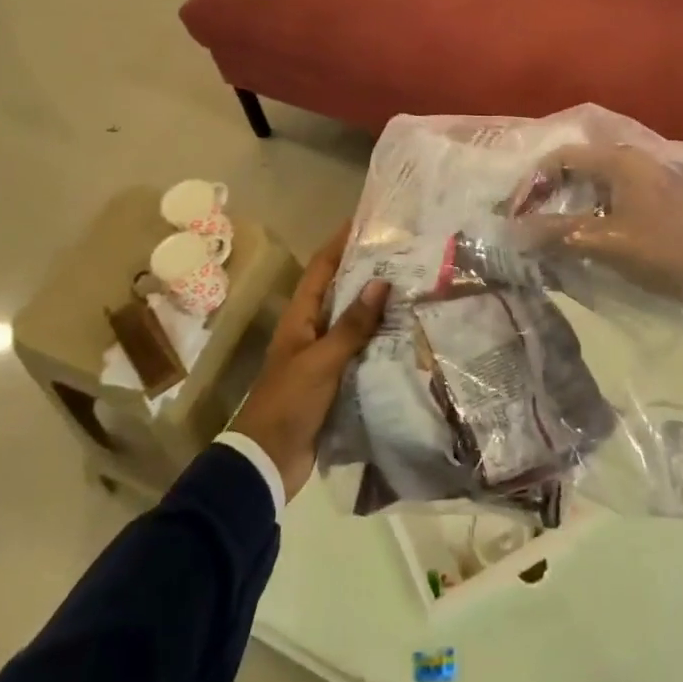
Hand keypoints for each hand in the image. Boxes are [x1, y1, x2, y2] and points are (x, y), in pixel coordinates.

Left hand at [230, 225, 388, 500]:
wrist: (268, 461)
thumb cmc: (289, 402)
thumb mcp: (321, 361)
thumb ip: (352, 325)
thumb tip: (381, 282)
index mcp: (300, 317)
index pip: (322, 268)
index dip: (340, 242)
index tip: (365, 221)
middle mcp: (311, 330)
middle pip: (341, 291)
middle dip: (367, 271)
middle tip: (404, 254)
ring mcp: (323, 356)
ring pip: (353, 322)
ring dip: (378, 307)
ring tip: (414, 289)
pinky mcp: (335, 381)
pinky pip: (361, 352)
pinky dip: (380, 342)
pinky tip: (408, 337)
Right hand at [509, 144, 682, 321]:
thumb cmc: (662, 251)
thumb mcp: (604, 242)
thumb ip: (557, 232)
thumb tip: (513, 231)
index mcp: (619, 161)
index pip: (560, 158)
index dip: (531, 183)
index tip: (514, 214)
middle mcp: (631, 161)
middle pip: (576, 168)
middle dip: (547, 193)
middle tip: (526, 222)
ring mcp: (646, 181)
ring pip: (593, 185)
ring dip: (567, 206)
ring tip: (547, 233)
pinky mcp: (656, 202)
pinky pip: (610, 199)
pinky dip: (588, 213)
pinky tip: (580, 237)